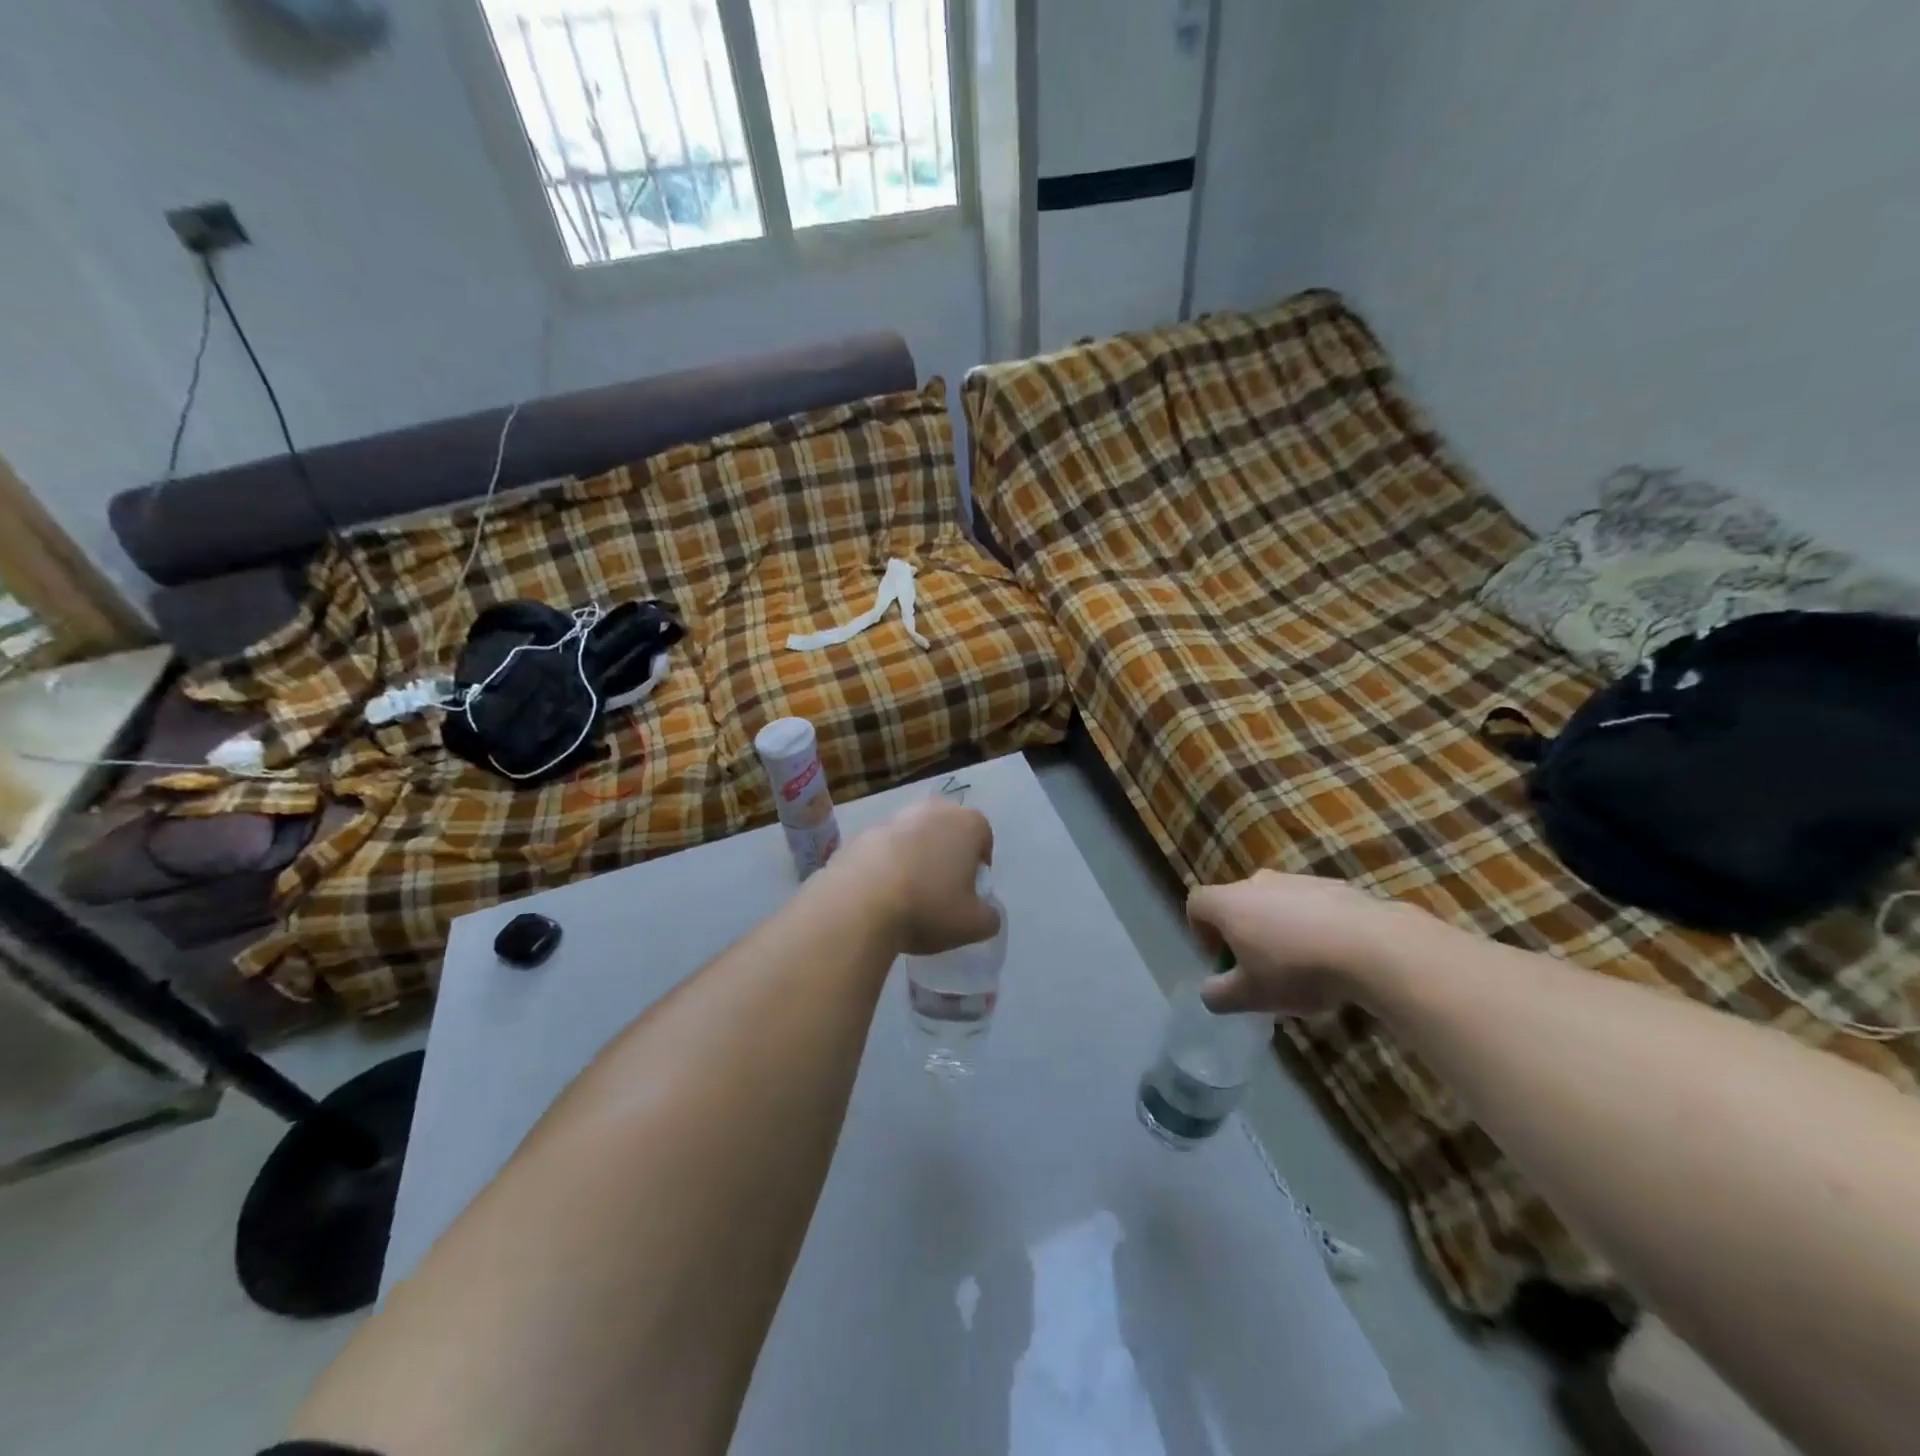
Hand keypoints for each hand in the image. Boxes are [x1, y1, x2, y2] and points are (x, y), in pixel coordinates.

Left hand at [836, 799, 998, 955]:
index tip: (972, 885)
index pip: (983, 833)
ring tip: (909, 890)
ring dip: (916, 854)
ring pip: (914, 834)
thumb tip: (986, 913)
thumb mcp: (973, 925)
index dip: (981, 859)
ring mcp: (894, 818)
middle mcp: (932, 811)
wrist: (859, 903)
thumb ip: (989, 917)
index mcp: (966, 824)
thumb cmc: (928, 907)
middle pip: (947, 827)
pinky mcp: (862, 834)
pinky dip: (886, 863)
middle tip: (943, 885)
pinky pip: (884, 847)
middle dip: (948, 850)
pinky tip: (881, 892)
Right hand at [1186, 871, 1419, 1015]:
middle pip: (1238, 904)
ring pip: (1276, 904)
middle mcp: (1258, 882)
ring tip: (1304, 968)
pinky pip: (1312, 906)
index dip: (1201, 933)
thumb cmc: (1296, 969)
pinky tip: (1335, 958)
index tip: (1224, 963)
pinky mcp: (1336, 885)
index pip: (1196, 904)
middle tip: (1263, 972)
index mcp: (1228, 902)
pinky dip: (1314, 926)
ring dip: (1280, 931)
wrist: (1372, 946)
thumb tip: (1210, 993)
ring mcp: (1298, 880)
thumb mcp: (1250, 996)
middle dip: (1244, 936)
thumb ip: (1219, 995)